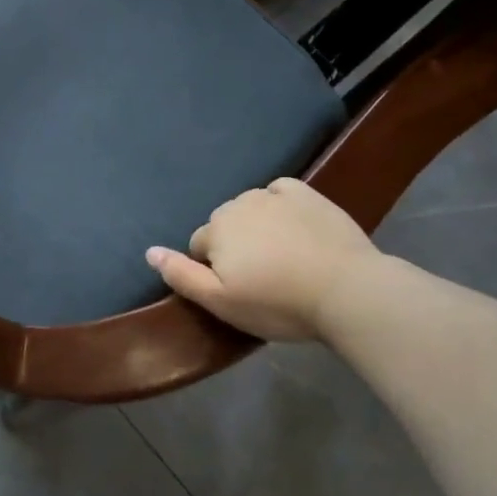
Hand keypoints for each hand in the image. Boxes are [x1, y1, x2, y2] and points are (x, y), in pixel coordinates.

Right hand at [147, 178, 377, 341]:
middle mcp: (238, 204)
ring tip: (283, 258)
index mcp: (216, 229)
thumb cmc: (278, 303)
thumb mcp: (222, 302)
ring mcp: (274, 195)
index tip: (241, 291)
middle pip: (224, 225)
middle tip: (263, 278)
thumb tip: (149, 251)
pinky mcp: (306, 193)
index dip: (215, 271)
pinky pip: (280, 192)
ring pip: (250, 208)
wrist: (347, 290)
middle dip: (235, 246)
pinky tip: (295, 228)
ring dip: (257, 227)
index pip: (199, 246)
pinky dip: (281, 206)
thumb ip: (181, 275)